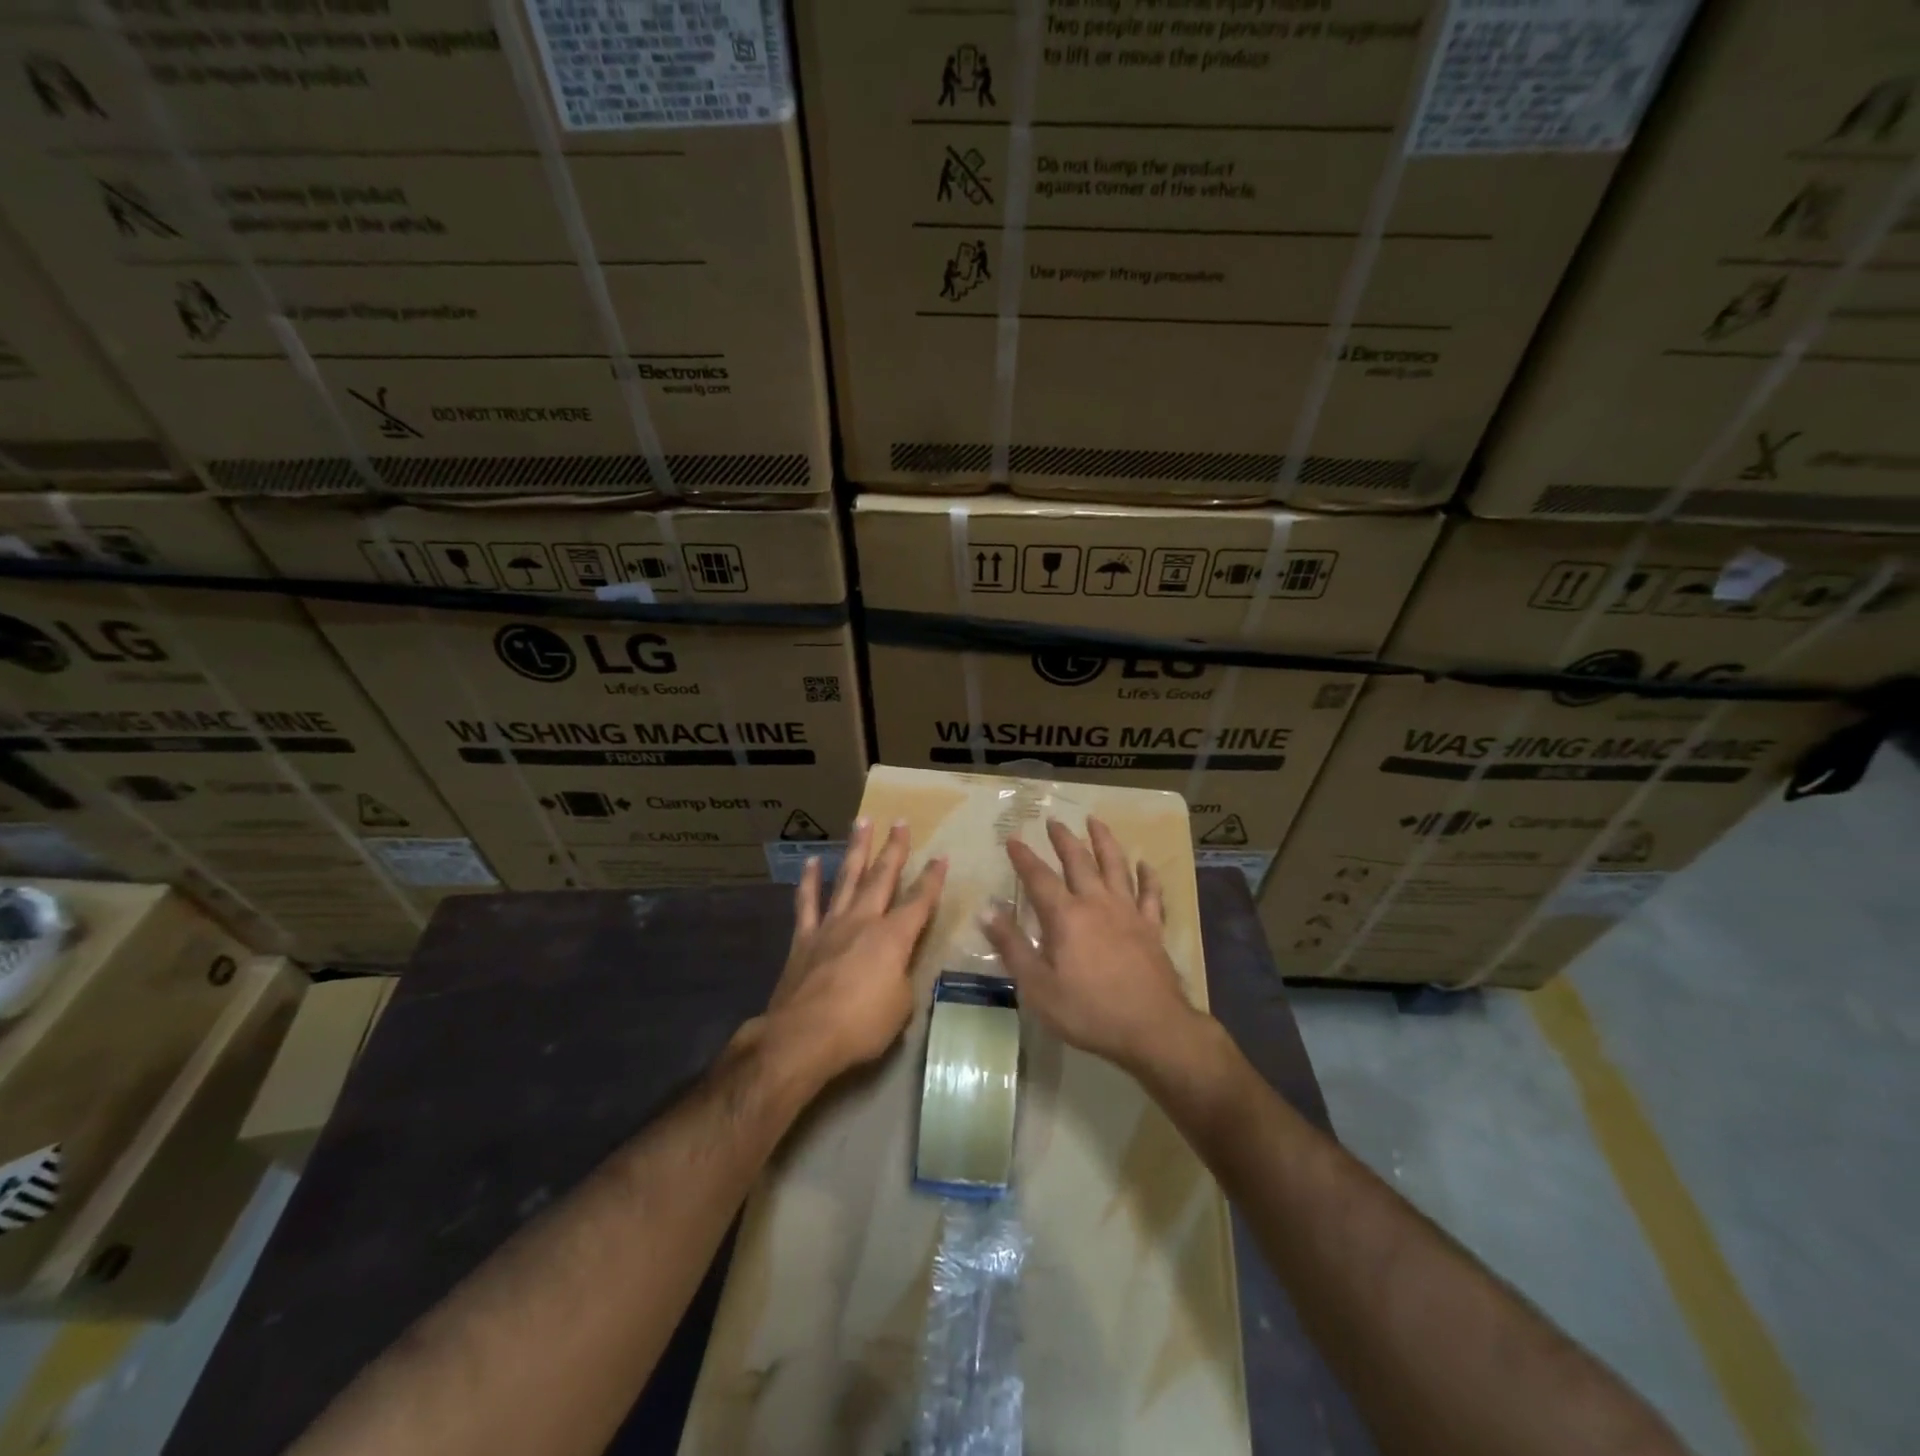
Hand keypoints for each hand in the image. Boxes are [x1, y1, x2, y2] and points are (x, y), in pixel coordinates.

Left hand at [760, 818, 946, 1082]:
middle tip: (900, 821)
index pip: (920, 902)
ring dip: (857, 850)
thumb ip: (902, 978)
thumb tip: (897, 968)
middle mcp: (864, 921)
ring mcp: (830, 926)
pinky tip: (812, 861)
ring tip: (862, 822)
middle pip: (882, 877)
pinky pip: (806, 903)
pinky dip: (810, 881)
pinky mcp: (803, 938)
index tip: (941, 856)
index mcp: (893, 937)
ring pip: (847, 878)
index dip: (932, 879)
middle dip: (894, 849)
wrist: (803, 1036)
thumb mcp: (901, 1007)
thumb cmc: (861, 1026)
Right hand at [982, 817, 1206, 1074]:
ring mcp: (1128, 912)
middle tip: (1054, 821)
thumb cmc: (1088, 1010)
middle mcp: (1097, 903)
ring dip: (1104, 841)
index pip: (1039, 877)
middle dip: (1063, 839)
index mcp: (1066, 916)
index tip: (1012, 839)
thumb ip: (1012, 947)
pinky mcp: (1152, 928)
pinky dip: (1148, 876)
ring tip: (1095, 821)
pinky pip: (1150, 894)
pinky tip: (1146, 864)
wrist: (1151, 1028)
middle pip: (1078, 861)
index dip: (1023, 857)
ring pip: (1116, 866)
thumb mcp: (1038, 986)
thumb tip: (986, 911)